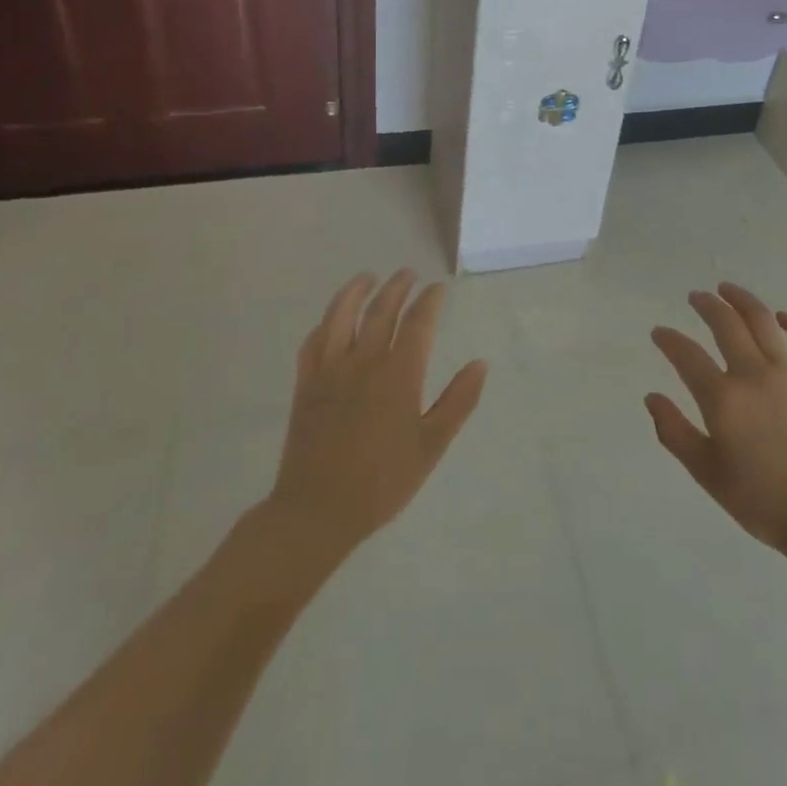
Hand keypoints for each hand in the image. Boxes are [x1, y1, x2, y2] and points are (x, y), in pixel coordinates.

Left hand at [269, 270, 487, 555]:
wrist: (317, 511)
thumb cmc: (382, 482)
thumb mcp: (431, 446)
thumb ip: (458, 401)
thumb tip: (480, 363)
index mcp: (398, 375)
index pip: (418, 323)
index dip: (430, 301)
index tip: (438, 288)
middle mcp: (363, 362)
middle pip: (381, 310)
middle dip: (397, 287)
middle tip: (408, 274)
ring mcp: (330, 371)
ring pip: (341, 316)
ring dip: (355, 291)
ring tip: (367, 278)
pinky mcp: (306, 385)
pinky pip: (313, 343)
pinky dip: (325, 324)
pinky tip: (332, 321)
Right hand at [647, 283, 786, 554]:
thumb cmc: (760, 500)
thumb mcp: (707, 472)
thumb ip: (675, 432)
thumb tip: (652, 397)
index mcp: (723, 399)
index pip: (687, 355)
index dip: (669, 340)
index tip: (659, 332)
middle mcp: (753, 375)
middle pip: (726, 324)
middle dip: (706, 305)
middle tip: (695, 296)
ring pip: (762, 321)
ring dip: (742, 299)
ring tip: (727, 289)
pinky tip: (780, 316)